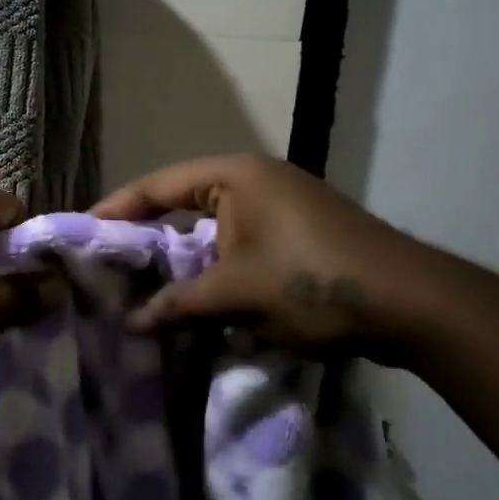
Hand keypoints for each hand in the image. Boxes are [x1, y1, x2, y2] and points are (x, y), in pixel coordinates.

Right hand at [92, 154, 429, 353]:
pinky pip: (238, 241)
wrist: (413, 305)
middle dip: (148, 234)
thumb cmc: (313, 283)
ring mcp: (280, 205)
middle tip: (110, 260)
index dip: (119, 208)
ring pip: (212, 227)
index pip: (159, 184)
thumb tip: (130, 323)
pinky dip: (214, 264)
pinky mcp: (297, 232)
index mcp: (236, 176)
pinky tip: (196, 292)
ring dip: (182, 255)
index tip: (85, 230)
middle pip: (183, 202)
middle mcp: (255, 180)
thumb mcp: (237, 294)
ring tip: (144, 281)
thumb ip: (179, 304)